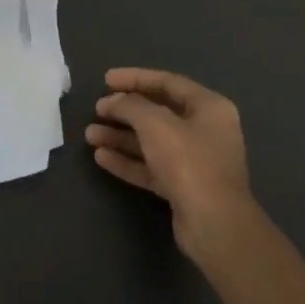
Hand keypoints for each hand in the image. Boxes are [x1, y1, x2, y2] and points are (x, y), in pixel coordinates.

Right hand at [86, 68, 253, 258]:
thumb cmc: (189, 162)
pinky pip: (151, 167)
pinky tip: (101, 157)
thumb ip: (130, 105)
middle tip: (96, 109)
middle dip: (124, 111)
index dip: (135, 78)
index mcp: (209, 107)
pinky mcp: (183, 188)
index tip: (106, 79)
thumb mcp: (155, 124)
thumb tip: (112, 101)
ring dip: (120, 137)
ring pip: (151, 142)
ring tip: (89, 134)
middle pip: (158, 113)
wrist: (214, 225)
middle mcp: (205, 131)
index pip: (167, 82)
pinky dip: (128, 160)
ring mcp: (194, 161)